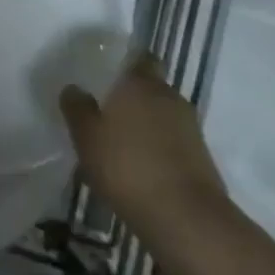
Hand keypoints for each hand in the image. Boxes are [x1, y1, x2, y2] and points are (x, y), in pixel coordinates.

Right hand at [60, 57, 229, 231]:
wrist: (184, 217)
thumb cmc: (127, 166)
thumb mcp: (87, 137)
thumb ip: (77, 108)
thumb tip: (73, 88)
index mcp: (141, 83)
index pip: (140, 58)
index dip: (127, 64)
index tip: (109, 75)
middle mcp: (169, 96)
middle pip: (152, 87)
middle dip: (134, 97)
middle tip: (109, 112)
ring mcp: (190, 127)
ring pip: (164, 115)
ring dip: (147, 124)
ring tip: (124, 144)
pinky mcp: (201, 156)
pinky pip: (174, 141)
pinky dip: (160, 148)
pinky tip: (142, 167)